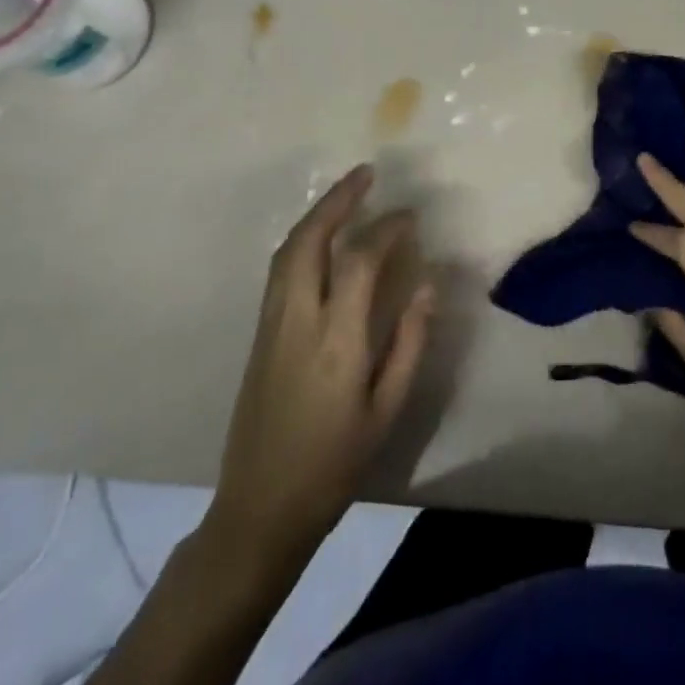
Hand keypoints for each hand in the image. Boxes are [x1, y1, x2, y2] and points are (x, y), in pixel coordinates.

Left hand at [206, 165, 434, 556]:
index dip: (386, 229)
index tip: (410, 216)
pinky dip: (303, 240)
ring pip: (287, 252)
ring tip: (347, 194)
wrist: (260, 509)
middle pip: (308, 242)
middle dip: (337, 200)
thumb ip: (410, 341)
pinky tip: (324, 237)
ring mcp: (271, 327)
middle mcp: (297, 323)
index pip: (359, 262)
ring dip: (317, 216)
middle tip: (366, 174)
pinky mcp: (258, 336)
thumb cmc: (335, 464)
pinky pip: (279, 271)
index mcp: (336, 342)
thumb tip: (425, 284)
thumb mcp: (388, 408)